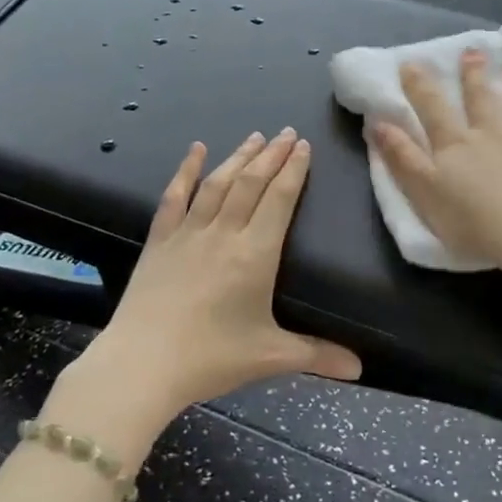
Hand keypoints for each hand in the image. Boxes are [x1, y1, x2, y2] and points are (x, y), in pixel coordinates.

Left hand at [81, 130, 362, 422]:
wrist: (141, 365)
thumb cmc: (210, 358)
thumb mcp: (270, 357)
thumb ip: (317, 355)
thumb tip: (360, 368)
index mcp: (255, 254)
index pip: (280, 199)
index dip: (294, 170)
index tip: (304, 146)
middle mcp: (223, 233)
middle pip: (251, 183)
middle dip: (272, 155)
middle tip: (287, 132)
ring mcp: (188, 233)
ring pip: (218, 183)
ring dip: (238, 157)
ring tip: (255, 137)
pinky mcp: (159, 240)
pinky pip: (174, 196)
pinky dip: (185, 170)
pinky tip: (195, 150)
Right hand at [369, 49, 501, 272]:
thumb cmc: (471, 221)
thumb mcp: (424, 191)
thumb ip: (402, 156)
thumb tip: (378, 122)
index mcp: (457, 144)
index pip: (433, 108)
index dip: (420, 85)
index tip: (412, 62)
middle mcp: (492, 134)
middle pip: (481, 99)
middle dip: (475, 74)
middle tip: (474, 50)